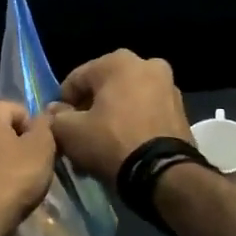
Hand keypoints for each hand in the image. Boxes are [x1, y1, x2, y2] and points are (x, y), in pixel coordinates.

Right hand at [48, 50, 191, 181]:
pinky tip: (122, 147)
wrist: (163, 174)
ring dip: (110, 118)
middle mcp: (147, 65)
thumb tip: (54, 112)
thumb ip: (56, 117)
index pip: (76, 79)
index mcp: (118, 61)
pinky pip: (145, 113)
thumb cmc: (111, 142)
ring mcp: (168, 86)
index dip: (62, 104)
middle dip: (89, 110)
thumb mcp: (70, 132)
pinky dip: (132, 124)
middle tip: (79, 136)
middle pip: (103, 88)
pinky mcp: (180, 111)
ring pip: (126, 100)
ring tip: (100, 145)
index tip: (59, 126)